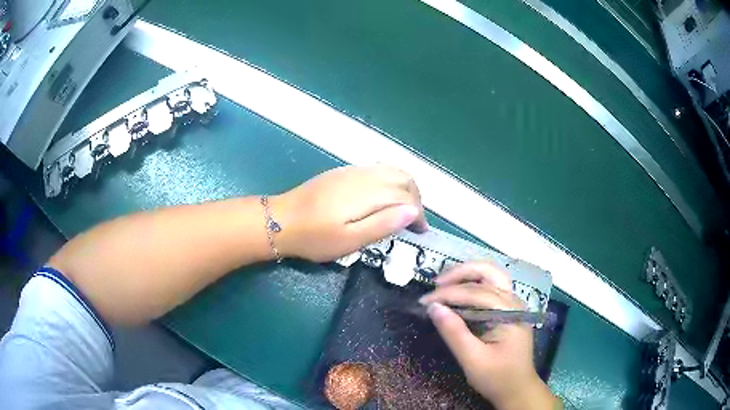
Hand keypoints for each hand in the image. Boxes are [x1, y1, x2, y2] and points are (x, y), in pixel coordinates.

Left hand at [271, 165, 426, 261]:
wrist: (280, 220)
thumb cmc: (314, 237)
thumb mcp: (349, 240)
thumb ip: (383, 224)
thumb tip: (413, 211)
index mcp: (367, 193)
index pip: (406, 196)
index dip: (419, 214)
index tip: (421, 232)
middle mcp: (364, 176)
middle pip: (403, 178)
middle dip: (416, 198)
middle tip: (414, 222)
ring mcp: (352, 171)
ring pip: (391, 170)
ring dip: (405, 188)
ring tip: (402, 210)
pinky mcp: (343, 172)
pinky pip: (377, 169)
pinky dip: (390, 181)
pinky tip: (383, 198)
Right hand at [419, 262, 557, 409]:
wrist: (517, 389)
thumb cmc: (497, 377)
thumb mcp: (473, 359)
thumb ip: (454, 333)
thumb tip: (433, 308)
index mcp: (509, 312)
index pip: (475, 293)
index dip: (447, 294)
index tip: (423, 302)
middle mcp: (513, 301)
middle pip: (489, 272)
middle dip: (461, 273)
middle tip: (436, 284)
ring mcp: (513, 304)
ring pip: (491, 276)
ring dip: (467, 275)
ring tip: (443, 284)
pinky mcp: (508, 310)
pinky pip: (490, 287)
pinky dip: (472, 284)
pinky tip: (458, 293)